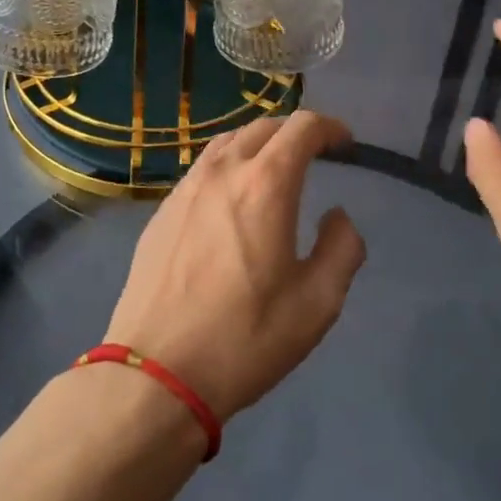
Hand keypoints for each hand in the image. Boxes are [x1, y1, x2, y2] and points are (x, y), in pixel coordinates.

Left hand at [105, 110, 365, 421]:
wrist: (154, 373)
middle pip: (264, 127)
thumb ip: (341, 248)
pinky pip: (203, 168)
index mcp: (266, 184)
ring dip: (259, 144)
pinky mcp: (162, 210)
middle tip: (316, 155)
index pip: (302, 127)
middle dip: (295, 133)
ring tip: (274, 169)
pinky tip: (232, 198)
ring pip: (228, 142)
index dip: (330, 127)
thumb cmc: (245, 338)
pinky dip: (229, 165)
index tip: (345, 144)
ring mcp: (186, 188)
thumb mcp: (317, 303)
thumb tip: (337, 216)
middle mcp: (223, 171)